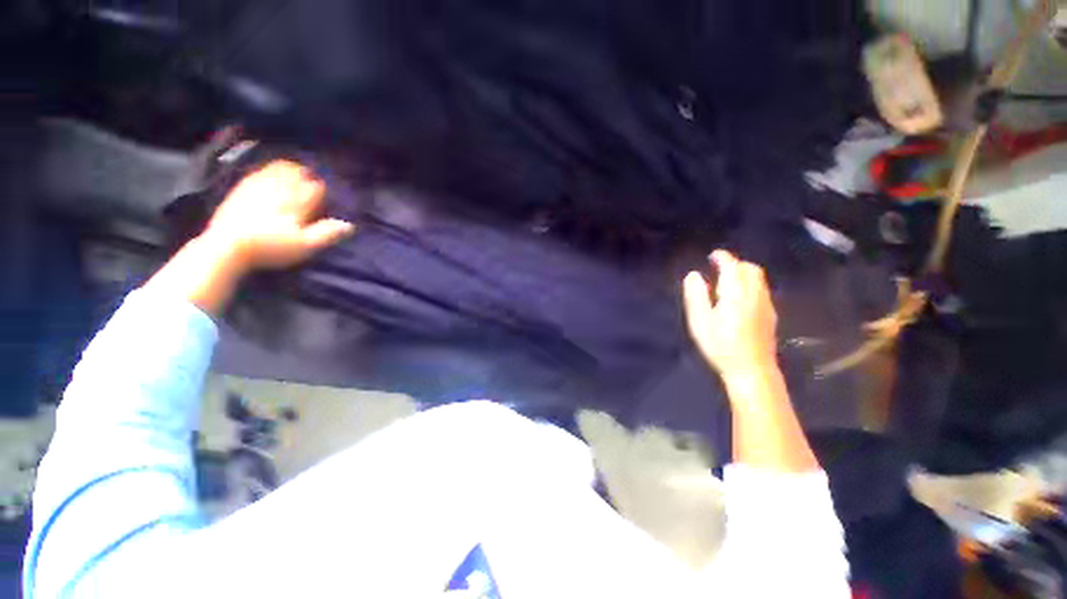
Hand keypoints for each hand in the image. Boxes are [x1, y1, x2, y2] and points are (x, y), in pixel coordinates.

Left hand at [200, 160, 355, 272]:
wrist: (226, 246)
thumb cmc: (271, 247)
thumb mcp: (304, 246)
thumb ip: (327, 234)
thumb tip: (350, 225)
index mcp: (297, 201)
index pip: (315, 188)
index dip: (322, 190)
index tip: (326, 194)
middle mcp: (280, 188)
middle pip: (297, 173)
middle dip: (306, 175)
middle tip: (311, 179)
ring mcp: (258, 185)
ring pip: (278, 169)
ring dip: (289, 169)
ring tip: (294, 172)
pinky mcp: (241, 188)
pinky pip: (260, 172)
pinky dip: (269, 170)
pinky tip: (269, 174)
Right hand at [683, 250, 777, 378]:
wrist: (752, 370)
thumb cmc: (721, 346)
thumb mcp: (700, 321)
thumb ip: (696, 296)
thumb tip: (694, 275)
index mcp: (736, 294)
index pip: (732, 267)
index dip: (723, 257)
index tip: (713, 255)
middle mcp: (755, 294)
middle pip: (750, 269)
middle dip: (735, 263)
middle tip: (719, 267)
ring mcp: (766, 304)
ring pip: (758, 279)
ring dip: (744, 272)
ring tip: (728, 279)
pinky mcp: (770, 314)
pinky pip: (762, 289)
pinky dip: (750, 283)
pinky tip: (740, 296)